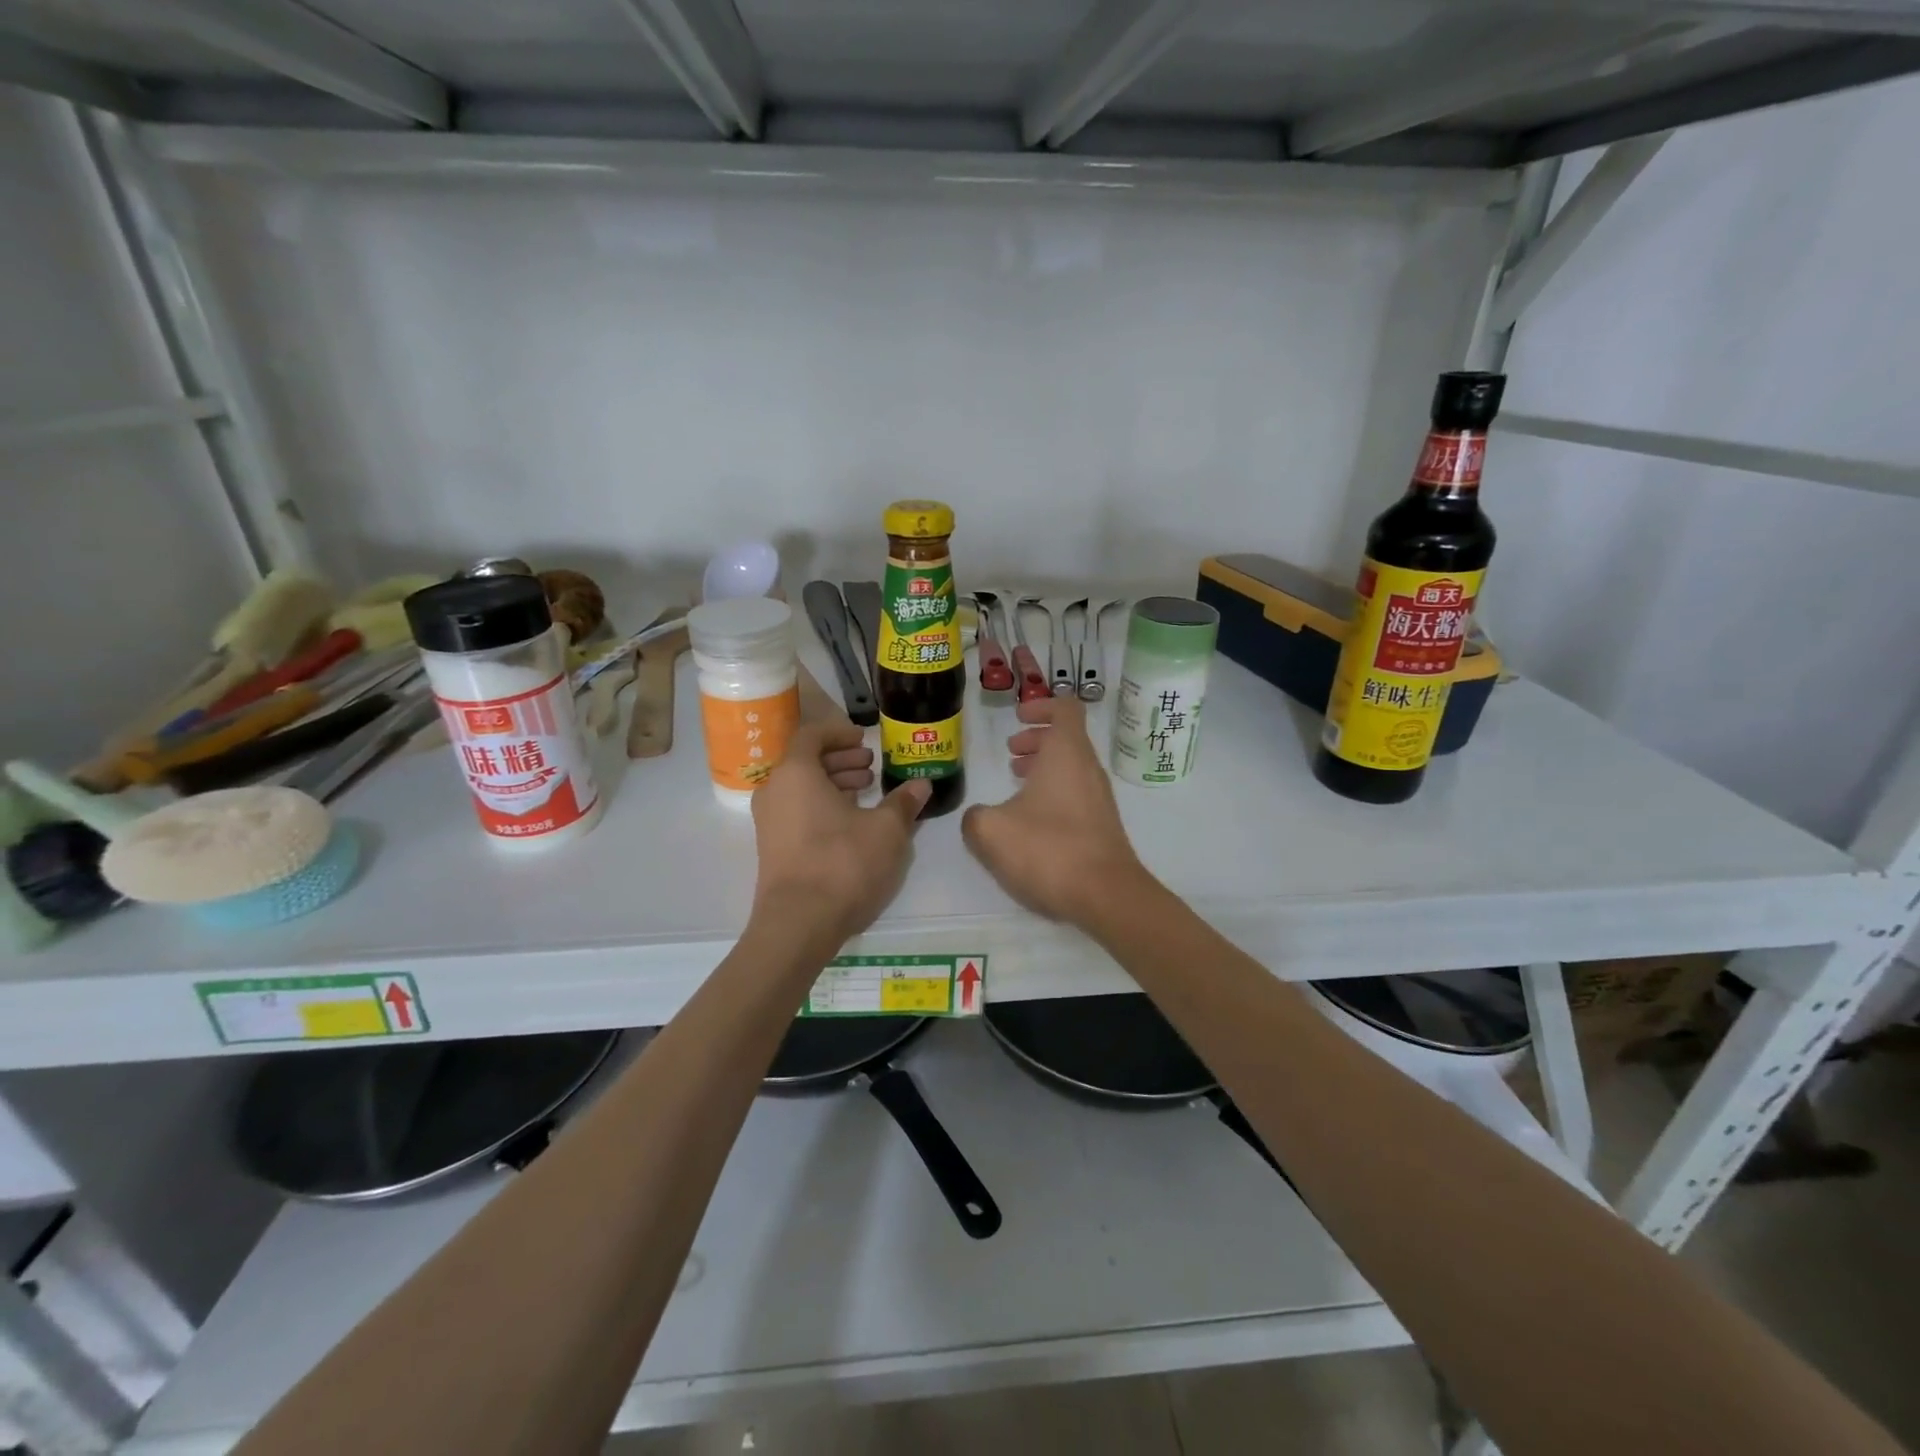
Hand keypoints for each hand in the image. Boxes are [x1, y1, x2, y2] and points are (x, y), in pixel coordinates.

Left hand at [750, 720, 930, 941]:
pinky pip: (797, 811)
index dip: (840, 732)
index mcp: (796, 773)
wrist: (799, 923)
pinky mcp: (773, 848)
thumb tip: (921, 784)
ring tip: (867, 793)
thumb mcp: (887, 830)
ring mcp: (769, 822)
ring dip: (834, 784)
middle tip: (872, 767)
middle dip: (841, 759)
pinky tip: (852, 824)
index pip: (812, 735)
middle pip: (806, 761)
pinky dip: (823, 806)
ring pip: (802, 788)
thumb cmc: (843, 862)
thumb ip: (903, 802)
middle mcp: (774, 791)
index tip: (865, 739)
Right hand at [961, 696, 1149, 925]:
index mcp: (1067, 753)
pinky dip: (1053, 793)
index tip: (1017, 717)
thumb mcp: (991, 831)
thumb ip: (975, 816)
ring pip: (1071, 768)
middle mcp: (1088, 769)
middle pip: (1067, 738)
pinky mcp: (1102, 825)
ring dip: (1043, 768)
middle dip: (1037, 739)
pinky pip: (1076, 794)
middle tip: (1011, 752)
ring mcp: (1099, 798)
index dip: (1041, 705)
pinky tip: (1030, 822)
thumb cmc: (1049, 849)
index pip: (1065, 708)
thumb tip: (978, 817)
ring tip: (1015, 785)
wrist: (1105, 895)